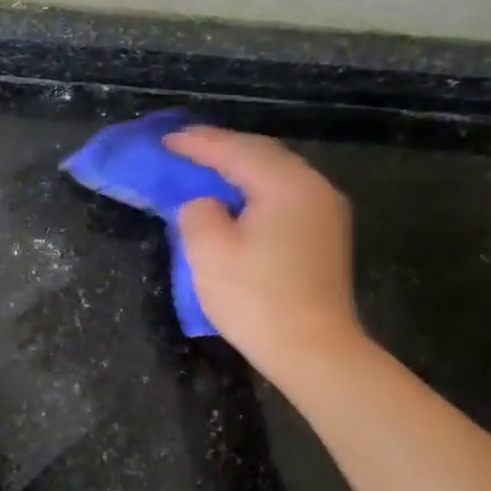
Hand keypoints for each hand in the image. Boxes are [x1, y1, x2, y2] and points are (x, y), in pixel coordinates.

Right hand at [166, 127, 363, 379]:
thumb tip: (207, 204)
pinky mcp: (325, 234)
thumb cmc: (256, 299)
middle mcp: (312, 187)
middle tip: (184, 145)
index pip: (235, 151)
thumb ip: (198, 212)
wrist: (313, 351)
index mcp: (285, 185)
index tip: (165, 140)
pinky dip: (255, 185)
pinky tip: (237, 194)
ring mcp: (325, 211)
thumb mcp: (209, 252)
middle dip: (221, 146)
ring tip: (206, 164)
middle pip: (261, 153)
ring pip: (276, 172)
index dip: (197, 144)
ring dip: (240, 165)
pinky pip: (285, 192)